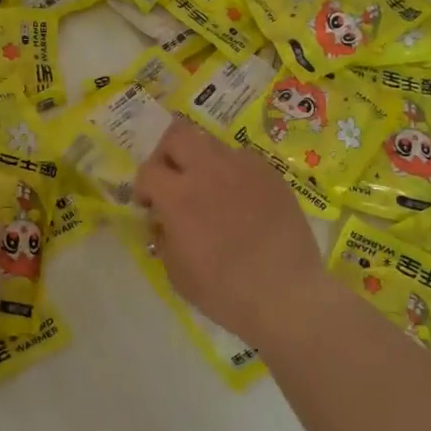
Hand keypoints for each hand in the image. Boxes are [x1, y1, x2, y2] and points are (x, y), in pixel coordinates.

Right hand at [134, 118, 335, 346]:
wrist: (286, 295)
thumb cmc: (224, 292)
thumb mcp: (176, 272)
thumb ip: (163, 236)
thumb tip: (162, 220)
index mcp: (180, 196)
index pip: (149, 170)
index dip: (144, 187)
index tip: (150, 206)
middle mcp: (210, 171)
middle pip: (178, 135)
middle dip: (168, 155)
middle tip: (173, 182)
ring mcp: (245, 168)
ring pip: (211, 143)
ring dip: (201, 161)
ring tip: (209, 190)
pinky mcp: (271, 175)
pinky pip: (242, 160)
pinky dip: (232, 173)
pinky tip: (239, 200)